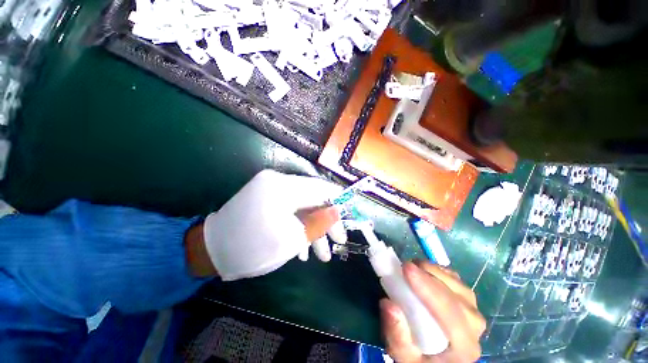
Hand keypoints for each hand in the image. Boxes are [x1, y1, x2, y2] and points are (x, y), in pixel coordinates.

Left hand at [197, 170, 346, 280]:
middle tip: (339, 241)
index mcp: (283, 187)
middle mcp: (278, 181)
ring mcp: (271, 189)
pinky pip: (290, 209)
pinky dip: (299, 225)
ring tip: (322, 255)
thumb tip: (338, 210)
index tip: (351, 216)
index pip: (321, 188)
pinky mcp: (267, 198)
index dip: (339, 201)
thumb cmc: (252, 248)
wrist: (210, 251)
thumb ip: (319, 222)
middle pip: (314, 198)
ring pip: (303, 206)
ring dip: (314, 227)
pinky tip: (303, 247)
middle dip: (327, 220)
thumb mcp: (292, 239)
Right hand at [380, 261, 485, 362]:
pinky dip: (438, 270)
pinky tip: (423, 270)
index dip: (428, 288)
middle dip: (428, 276)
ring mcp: (473, 310)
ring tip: (412, 267)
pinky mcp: (467, 299)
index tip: (406, 269)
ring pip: (456, 283)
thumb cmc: (421, 359)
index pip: (450, 314)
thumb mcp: (403, 357)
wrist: (438, 359)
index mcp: (464, 347)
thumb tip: (388, 304)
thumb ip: (397, 336)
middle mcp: (475, 326)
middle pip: (454, 295)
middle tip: (404, 266)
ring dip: (432, 270)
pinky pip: (455, 279)